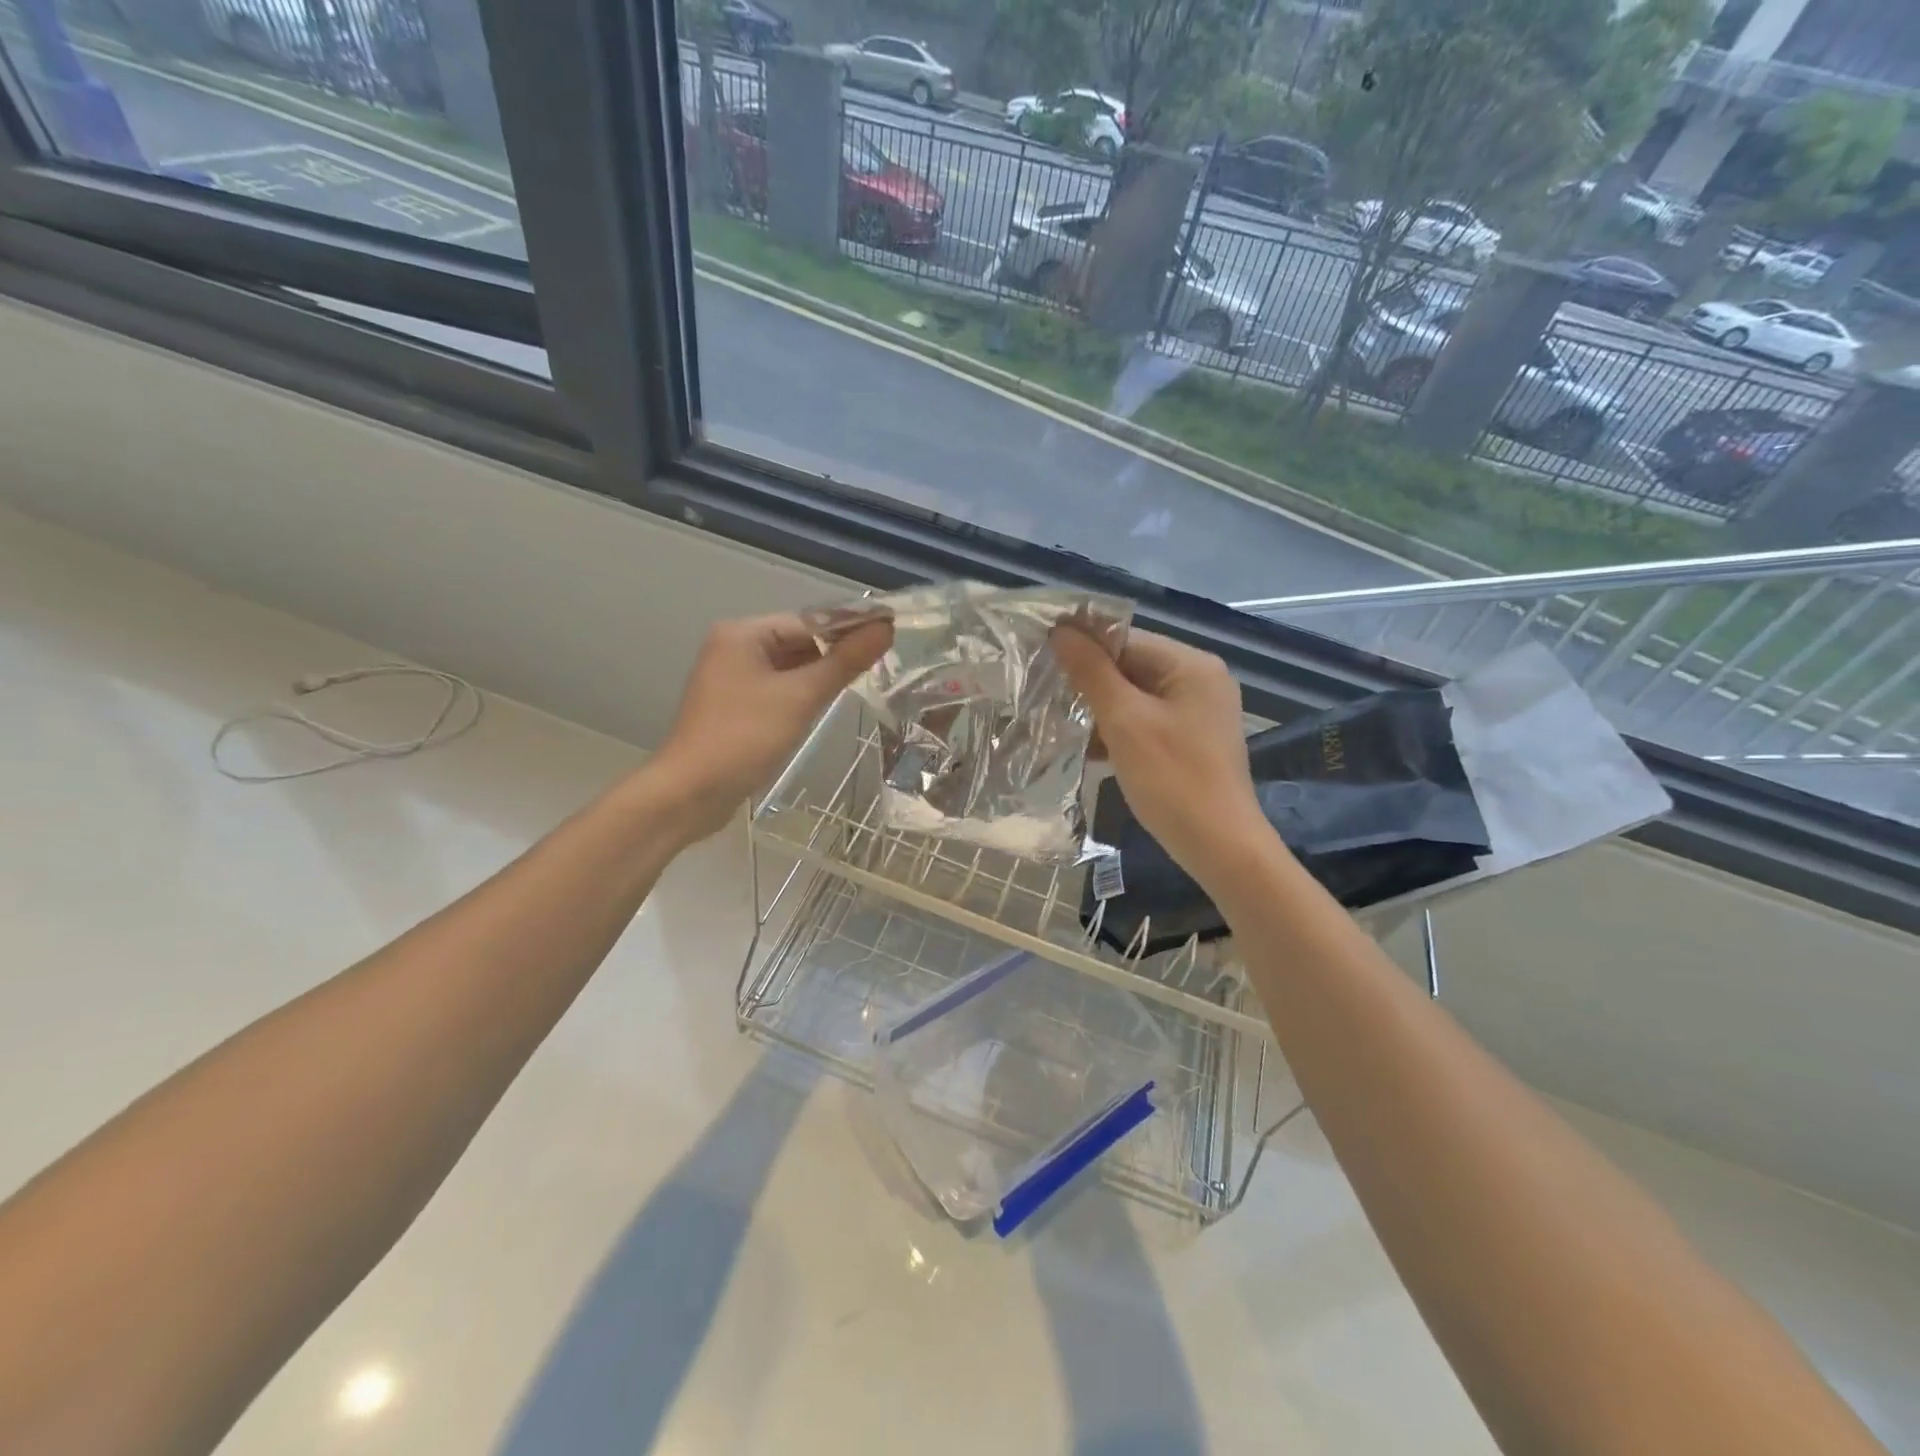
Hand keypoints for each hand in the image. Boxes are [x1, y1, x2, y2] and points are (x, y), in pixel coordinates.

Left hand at [648, 613, 892, 841]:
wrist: (691, 793)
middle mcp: (733, 647)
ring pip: (789, 667)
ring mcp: (731, 678)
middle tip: (882, 663)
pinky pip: (777, 689)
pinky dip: (801, 694)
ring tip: (863, 682)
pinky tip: (825, 705)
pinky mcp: (735, 706)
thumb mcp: (801, 697)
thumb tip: (885, 629)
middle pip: (798, 641)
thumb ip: (844, 662)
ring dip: (820, 675)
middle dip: (836, 652)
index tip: (890, 635)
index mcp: (742, 633)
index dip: (849, 627)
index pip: (808, 621)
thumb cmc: (744, 737)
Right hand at [1051, 624, 1269, 891]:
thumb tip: (1060, 630)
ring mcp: (1198, 712)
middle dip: (1088, 683)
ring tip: (1057, 723)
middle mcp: (1199, 680)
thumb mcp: (1125, 721)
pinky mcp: (1191, 741)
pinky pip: (1147, 723)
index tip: (1040, 661)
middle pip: (1131, 666)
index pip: (1125, 639)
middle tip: (1043, 695)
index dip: (1081, 647)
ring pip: (1135, 697)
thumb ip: (1091, 672)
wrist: (1220, 847)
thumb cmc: (1172, 779)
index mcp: (1190, 664)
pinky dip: (1118, 732)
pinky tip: (1086, 749)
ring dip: (1099, 710)